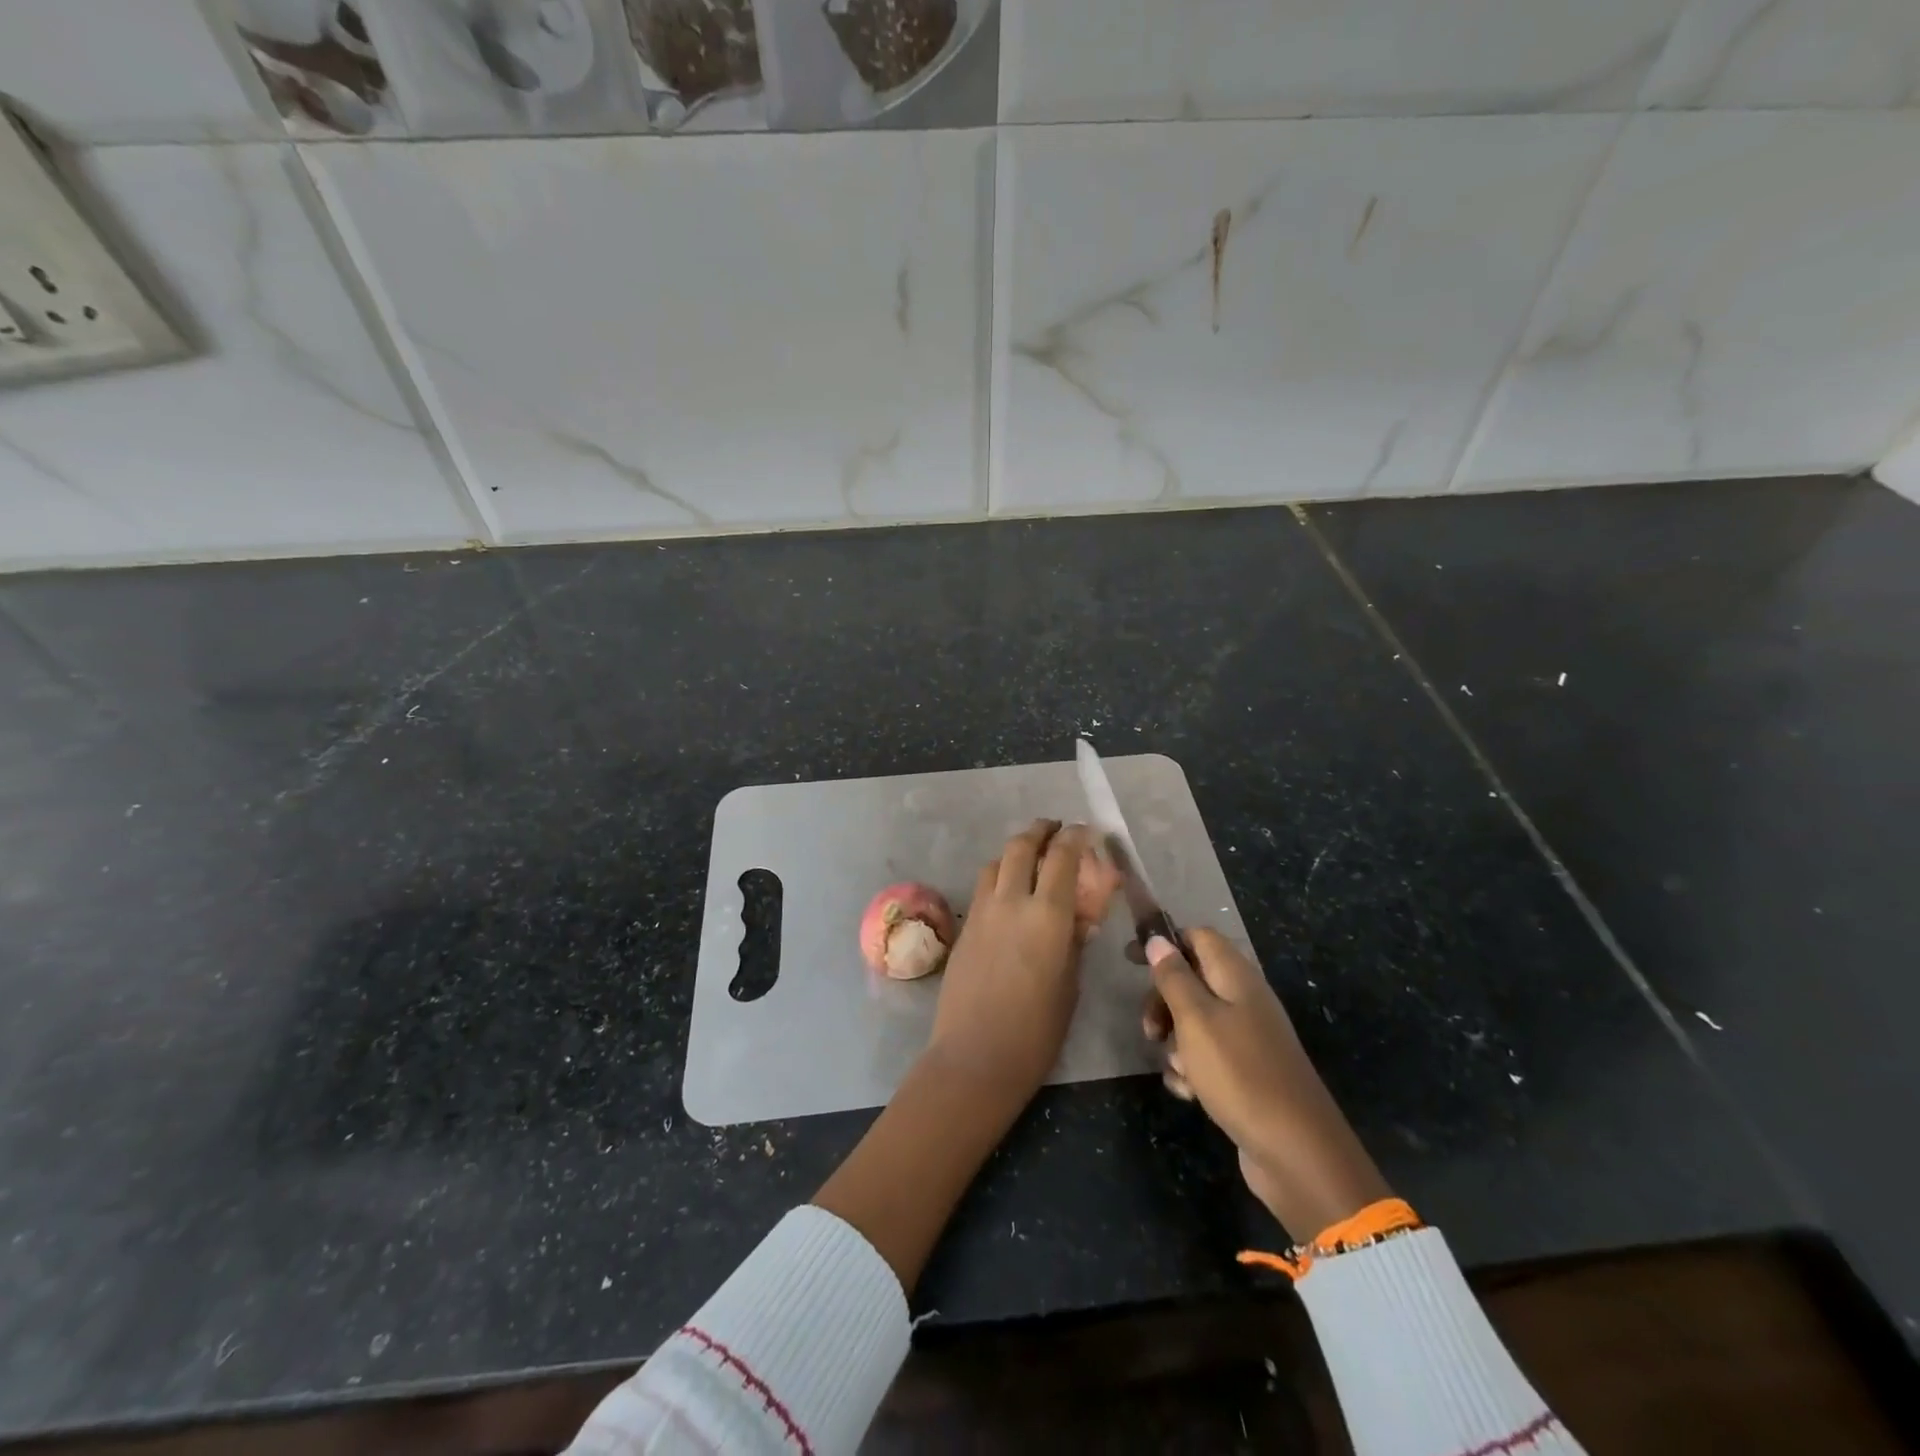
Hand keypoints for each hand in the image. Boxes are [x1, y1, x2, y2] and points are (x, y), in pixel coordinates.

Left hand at [925, 820, 1088, 1102]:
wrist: (975, 1056)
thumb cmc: (1036, 1031)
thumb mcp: (1070, 985)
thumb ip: (1074, 943)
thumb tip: (1078, 919)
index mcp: (1048, 916)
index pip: (1062, 858)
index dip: (1075, 837)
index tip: (1085, 830)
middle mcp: (1012, 902)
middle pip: (1022, 846)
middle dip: (1040, 831)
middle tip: (1054, 829)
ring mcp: (982, 912)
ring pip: (997, 862)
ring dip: (1016, 851)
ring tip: (1030, 858)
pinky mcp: (964, 927)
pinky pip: (983, 887)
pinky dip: (998, 876)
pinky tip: (1008, 893)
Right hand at [1144, 929, 1391, 1238]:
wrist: (1296, 1152)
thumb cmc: (1239, 1073)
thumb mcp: (1196, 1019)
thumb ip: (1174, 977)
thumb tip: (1158, 939)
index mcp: (1236, 977)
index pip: (1198, 937)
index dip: (1165, 942)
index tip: (1132, 960)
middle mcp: (1244, 1000)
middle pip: (1192, 980)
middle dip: (1163, 1001)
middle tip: (1149, 1030)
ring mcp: (1247, 1038)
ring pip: (1195, 1022)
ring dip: (1175, 1042)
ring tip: (1175, 1068)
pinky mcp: (1246, 1073)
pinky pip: (1207, 1058)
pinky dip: (1192, 1071)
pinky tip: (1188, 1093)